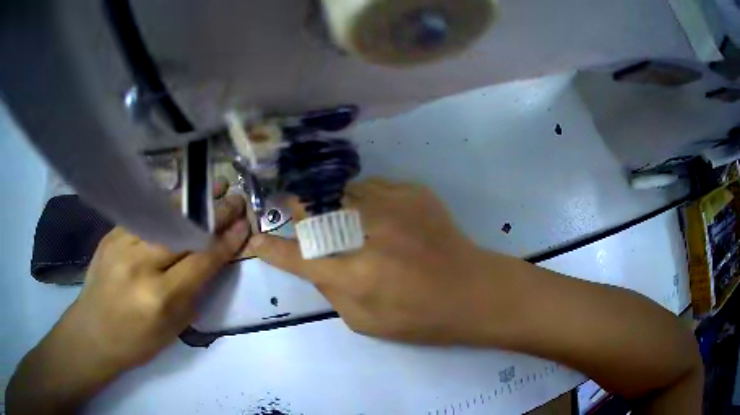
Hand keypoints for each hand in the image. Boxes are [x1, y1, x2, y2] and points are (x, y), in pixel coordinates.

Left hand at [72, 194, 249, 372]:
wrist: (93, 333)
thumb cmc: (137, 341)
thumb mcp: (174, 329)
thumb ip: (194, 292)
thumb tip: (212, 259)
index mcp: (160, 297)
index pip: (201, 260)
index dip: (226, 241)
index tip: (244, 224)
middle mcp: (140, 265)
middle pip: (183, 231)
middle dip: (213, 213)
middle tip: (235, 198)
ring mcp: (121, 244)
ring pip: (162, 216)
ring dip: (191, 202)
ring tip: (210, 188)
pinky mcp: (110, 235)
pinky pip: (143, 216)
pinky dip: (165, 209)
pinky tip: (178, 202)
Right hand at [247, 179, 516, 344]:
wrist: (472, 290)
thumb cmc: (420, 318)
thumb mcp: (365, 321)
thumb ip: (331, 291)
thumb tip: (310, 262)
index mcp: (356, 275)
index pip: (298, 256)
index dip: (272, 248)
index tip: (256, 239)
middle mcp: (370, 233)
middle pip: (314, 209)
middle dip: (298, 211)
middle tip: (296, 215)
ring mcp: (394, 205)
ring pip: (340, 190)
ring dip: (332, 204)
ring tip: (342, 216)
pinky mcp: (413, 191)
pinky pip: (371, 186)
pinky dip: (364, 199)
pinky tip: (377, 216)